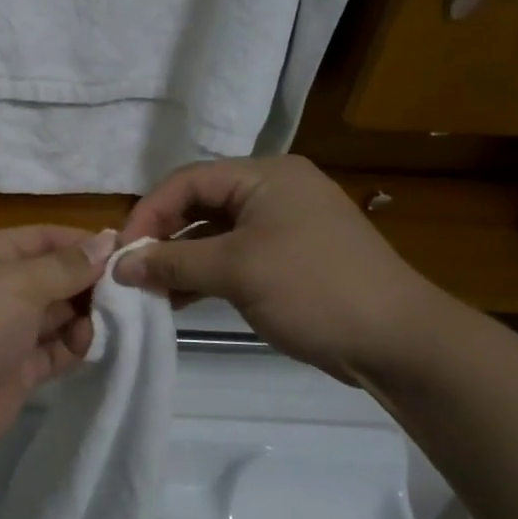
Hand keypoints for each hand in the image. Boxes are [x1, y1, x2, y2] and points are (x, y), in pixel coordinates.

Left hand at [0, 225, 117, 459]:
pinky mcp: (18, 369)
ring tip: (120, 317)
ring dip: (87, 315)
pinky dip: (76, 346)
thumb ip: (66, 266)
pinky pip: (56, 350)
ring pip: (58, 315)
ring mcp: (7, 331)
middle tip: (133, 287)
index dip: (82, 242)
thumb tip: (105, 241)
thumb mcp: (19, 283)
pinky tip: (95, 343)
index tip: (126, 249)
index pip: (42, 239)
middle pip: (53, 277)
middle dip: (90, 281)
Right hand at [114, 155, 443, 383]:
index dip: (149, 211)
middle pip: (200, 204)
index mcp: (266, 176)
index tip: (121, 251)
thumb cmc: (313, 289)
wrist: (398, 342)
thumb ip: (172, 262)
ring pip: (214, 233)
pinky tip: (179, 298)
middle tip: (132, 270)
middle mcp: (274, 192)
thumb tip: (118, 266)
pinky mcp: (289, 259)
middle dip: (162, 236)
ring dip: (180, 259)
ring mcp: (284, 226)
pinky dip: (205, 274)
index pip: (188, 180)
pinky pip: (234, 256)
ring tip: (149, 289)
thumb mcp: (236, 270)